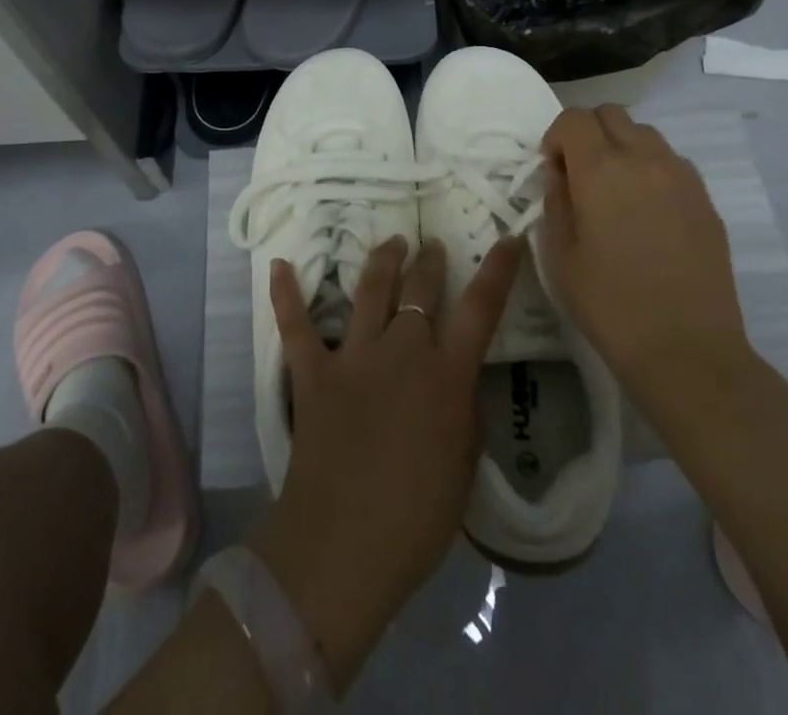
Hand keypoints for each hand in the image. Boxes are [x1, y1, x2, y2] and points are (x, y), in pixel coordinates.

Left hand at [250, 234, 520, 692]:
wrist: (344, 547)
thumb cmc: (417, 519)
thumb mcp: (464, 466)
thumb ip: (463, 412)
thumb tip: (456, 382)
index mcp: (446, 375)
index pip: (480, 309)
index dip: (498, 271)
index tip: (508, 240)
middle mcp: (402, 352)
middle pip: (420, 289)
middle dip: (429, 260)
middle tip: (431, 245)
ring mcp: (353, 357)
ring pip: (370, 290)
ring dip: (383, 261)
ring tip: (392, 242)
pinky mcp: (313, 372)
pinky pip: (296, 325)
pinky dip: (286, 294)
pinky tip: (279, 264)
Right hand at [539, 106, 755, 400]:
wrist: (686, 349)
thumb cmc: (609, 304)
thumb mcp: (559, 255)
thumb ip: (555, 200)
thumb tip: (560, 173)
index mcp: (601, 170)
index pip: (574, 118)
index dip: (556, 136)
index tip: (553, 169)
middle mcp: (644, 159)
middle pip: (611, 114)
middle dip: (588, 133)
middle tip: (580, 174)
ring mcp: (682, 177)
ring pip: (645, 133)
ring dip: (621, 147)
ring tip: (615, 191)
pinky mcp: (706, 200)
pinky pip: (672, 162)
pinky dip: (651, 169)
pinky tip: (647, 212)